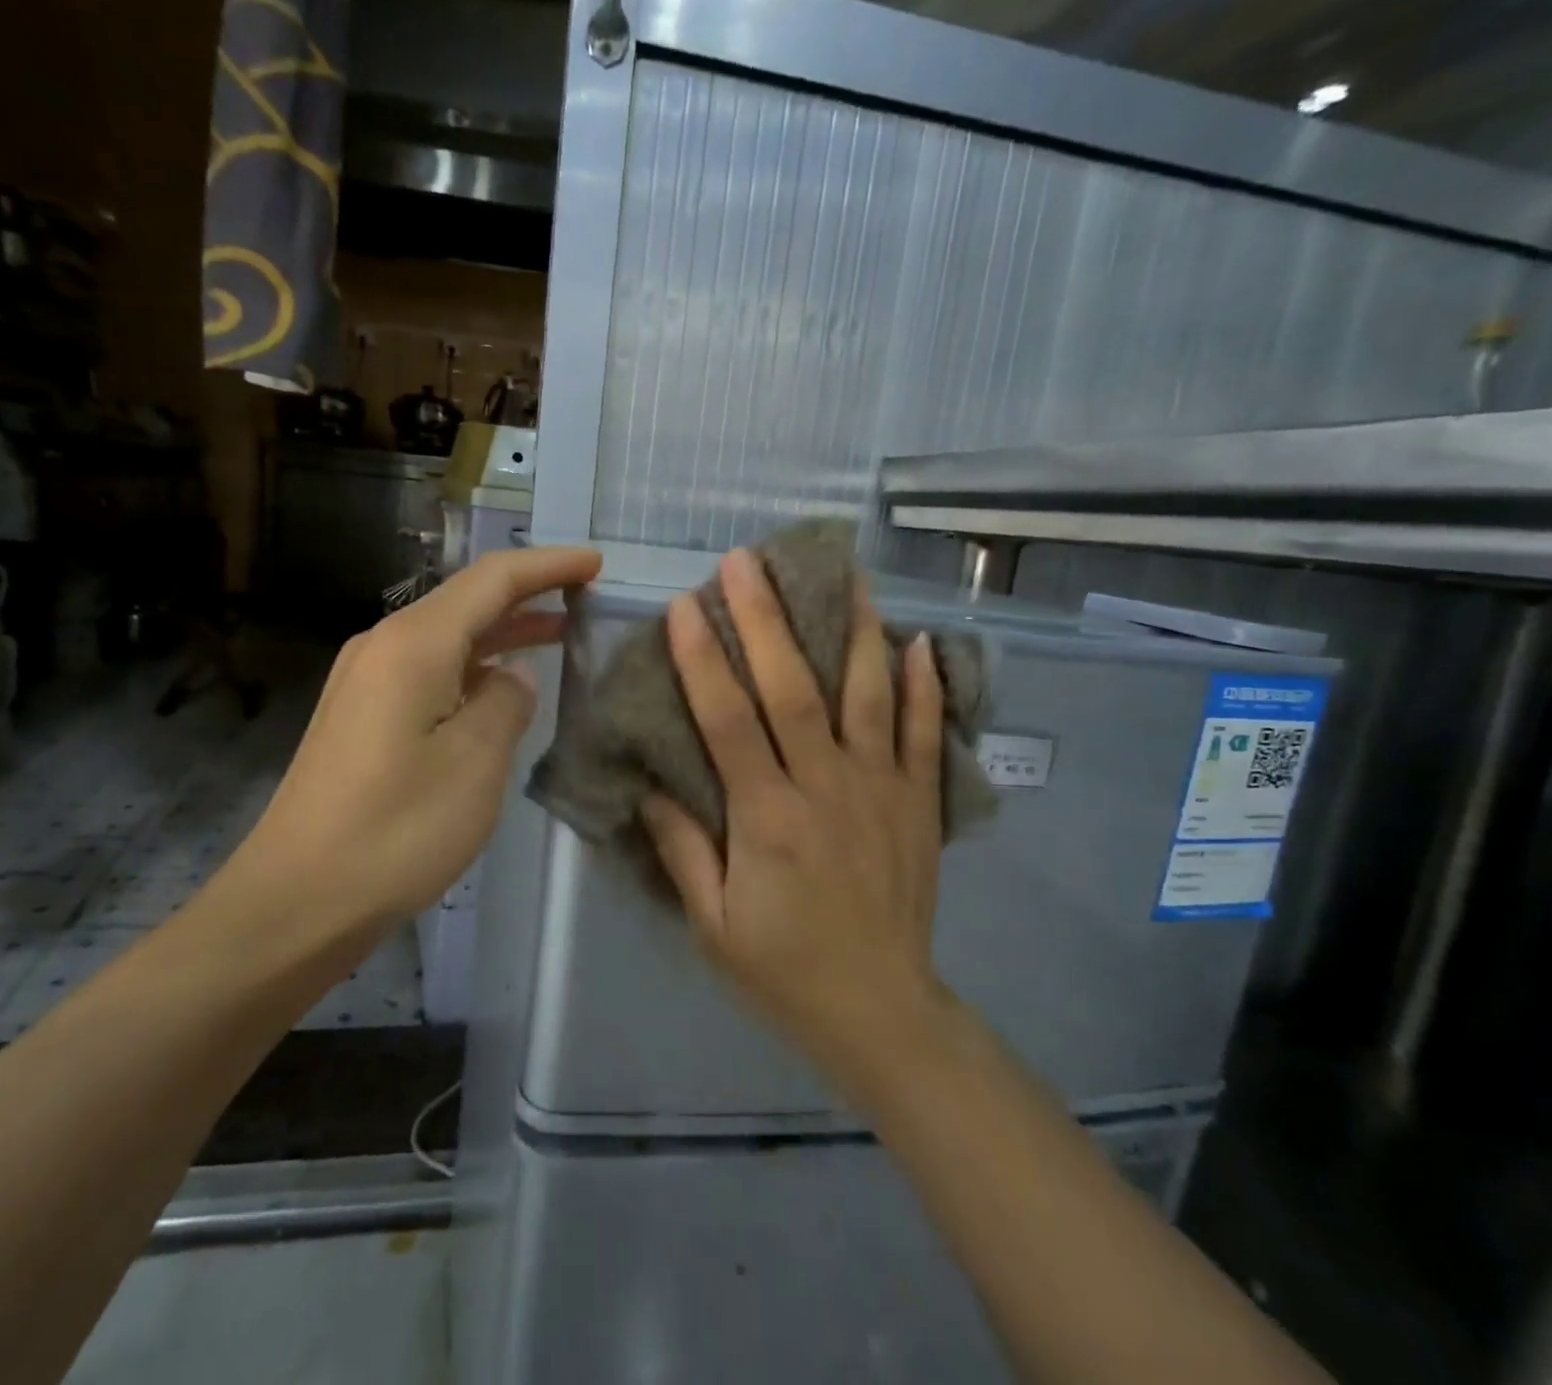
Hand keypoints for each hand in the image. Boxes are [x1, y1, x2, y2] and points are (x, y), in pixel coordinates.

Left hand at [221, 546, 601, 940]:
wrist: (297, 899)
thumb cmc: (396, 830)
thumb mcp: (474, 764)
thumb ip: (505, 704)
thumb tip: (512, 676)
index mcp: (413, 645)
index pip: (492, 580)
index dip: (547, 566)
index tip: (595, 563)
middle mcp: (383, 646)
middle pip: (466, 601)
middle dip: (528, 595)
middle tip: (585, 599)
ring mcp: (365, 681)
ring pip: (447, 637)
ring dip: (501, 633)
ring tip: (557, 635)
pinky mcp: (360, 716)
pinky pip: (429, 671)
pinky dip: (473, 667)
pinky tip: (499, 688)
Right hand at [641, 547, 948, 1078]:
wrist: (881, 1012)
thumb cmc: (782, 969)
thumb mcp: (711, 923)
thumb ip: (681, 849)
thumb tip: (648, 786)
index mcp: (767, 817)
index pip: (727, 720)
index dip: (702, 658)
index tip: (685, 604)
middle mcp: (825, 788)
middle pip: (792, 688)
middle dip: (766, 619)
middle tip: (746, 561)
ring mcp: (880, 789)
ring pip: (867, 694)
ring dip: (853, 629)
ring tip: (844, 572)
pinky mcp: (917, 802)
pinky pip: (924, 733)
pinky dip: (925, 685)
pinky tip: (921, 639)